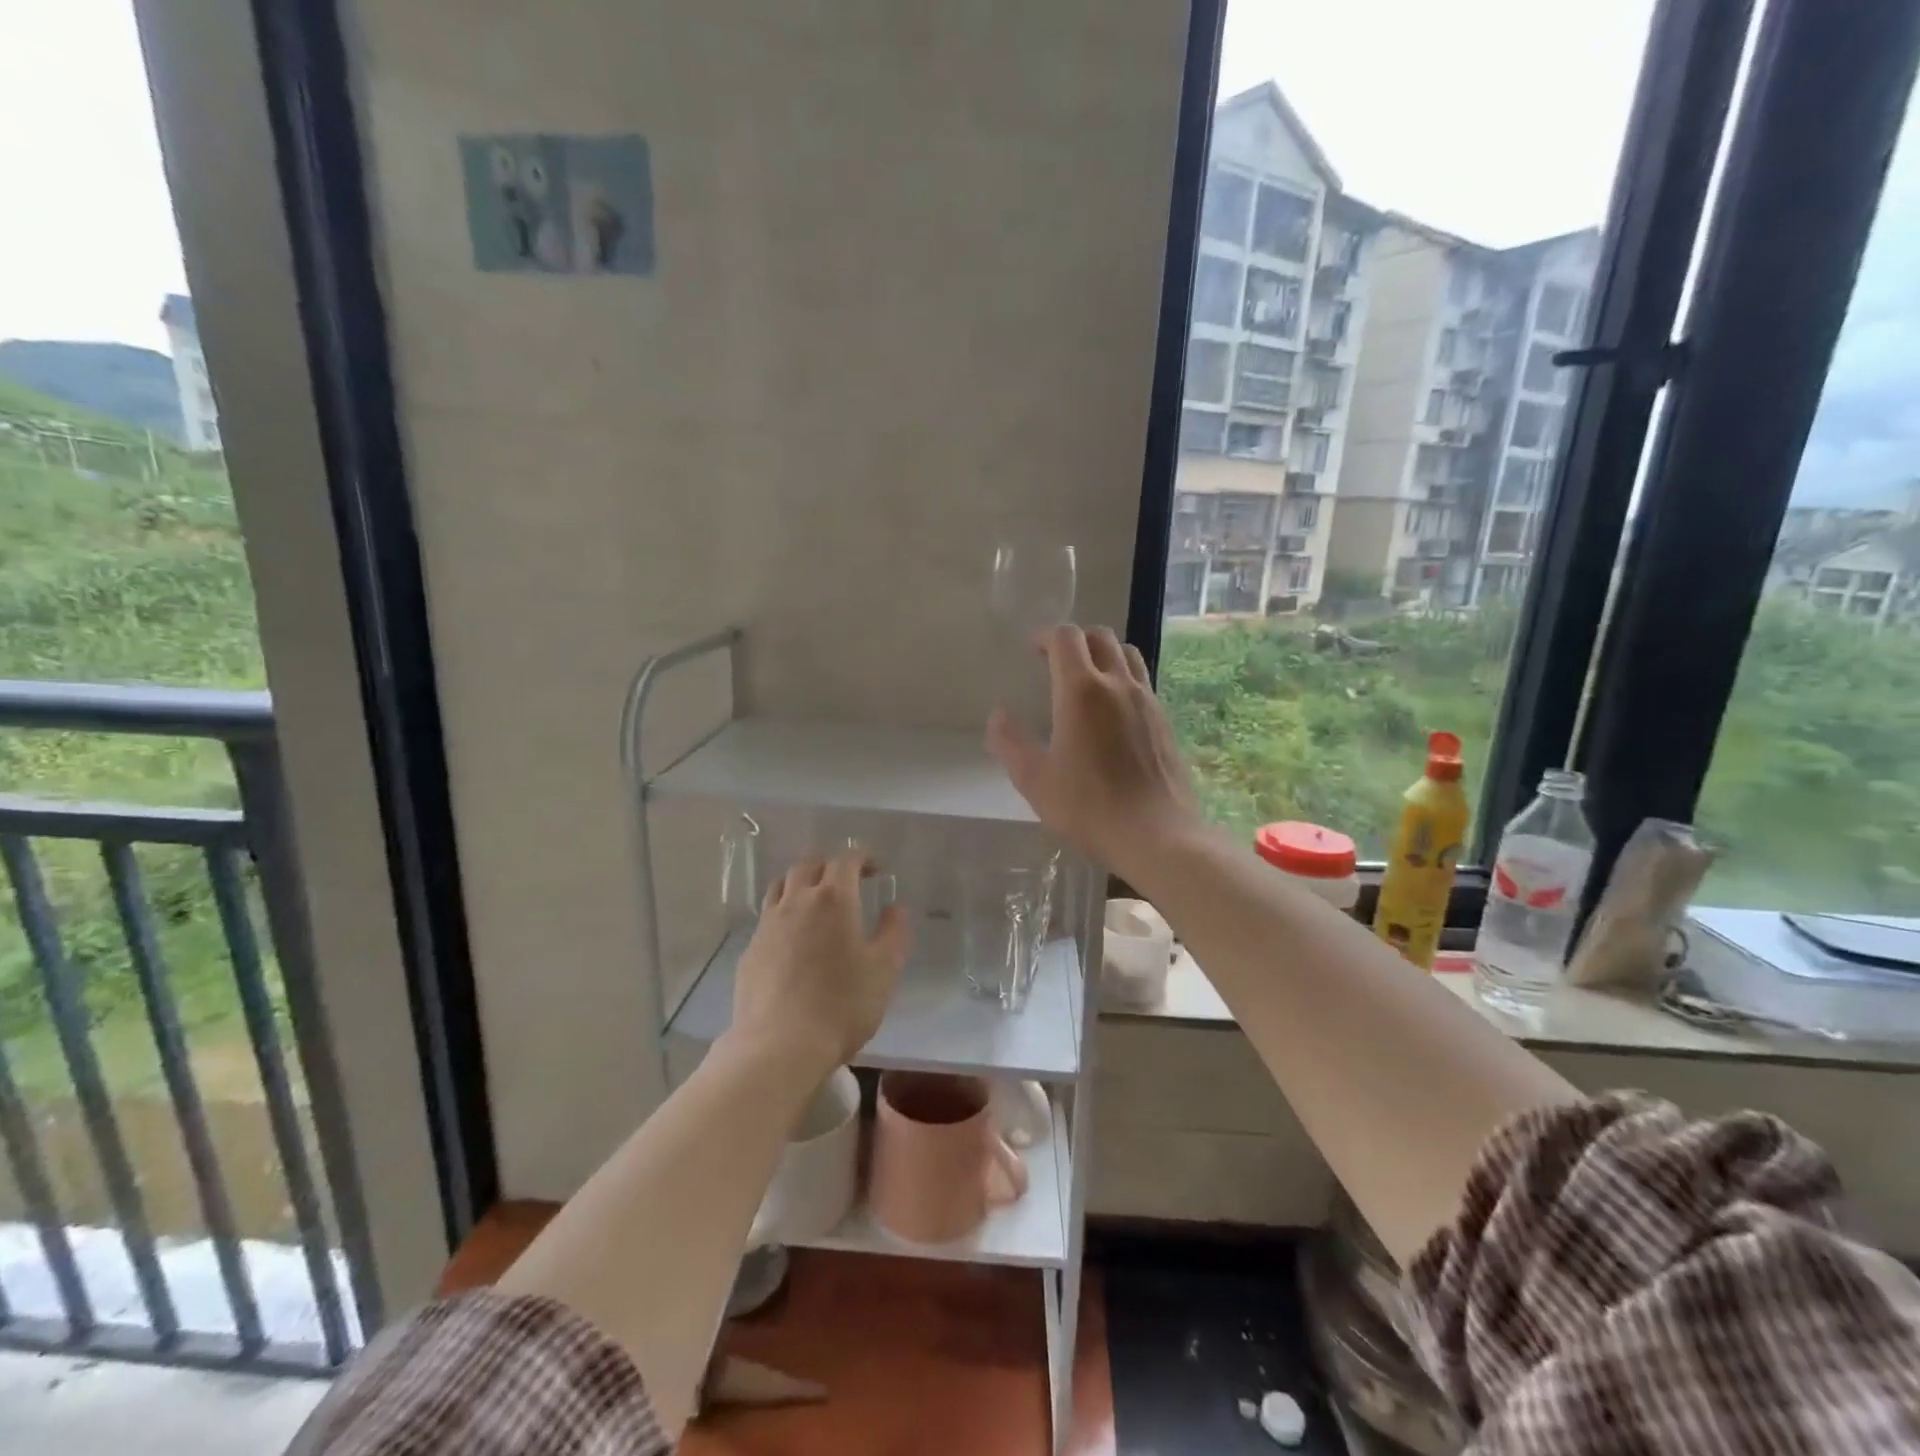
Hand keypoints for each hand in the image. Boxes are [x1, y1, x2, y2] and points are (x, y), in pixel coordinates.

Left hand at [729, 848, 911, 1072]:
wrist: (778, 1046)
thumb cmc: (841, 1005)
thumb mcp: (884, 970)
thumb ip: (894, 933)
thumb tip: (896, 907)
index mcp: (833, 899)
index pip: (846, 860)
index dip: (863, 858)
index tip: (876, 869)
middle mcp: (797, 901)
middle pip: (809, 865)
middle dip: (830, 865)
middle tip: (847, 881)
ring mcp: (768, 924)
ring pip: (781, 885)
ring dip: (801, 883)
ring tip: (815, 900)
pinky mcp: (750, 949)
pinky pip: (767, 916)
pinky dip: (784, 913)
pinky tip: (793, 938)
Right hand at [986, 625, 1200, 875]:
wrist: (1156, 834)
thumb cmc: (1089, 807)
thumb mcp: (1035, 780)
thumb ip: (1010, 743)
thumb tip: (998, 716)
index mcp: (1081, 691)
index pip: (1066, 638)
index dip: (1045, 636)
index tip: (1031, 650)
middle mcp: (1118, 684)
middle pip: (1100, 636)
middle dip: (1074, 640)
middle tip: (1055, 662)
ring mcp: (1147, 700)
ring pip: (1127, 653)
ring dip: (1103, 653)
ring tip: (1086, 678)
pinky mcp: (1164, 720)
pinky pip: (1142, 681)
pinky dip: (1123, 678)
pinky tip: (1112, 710)